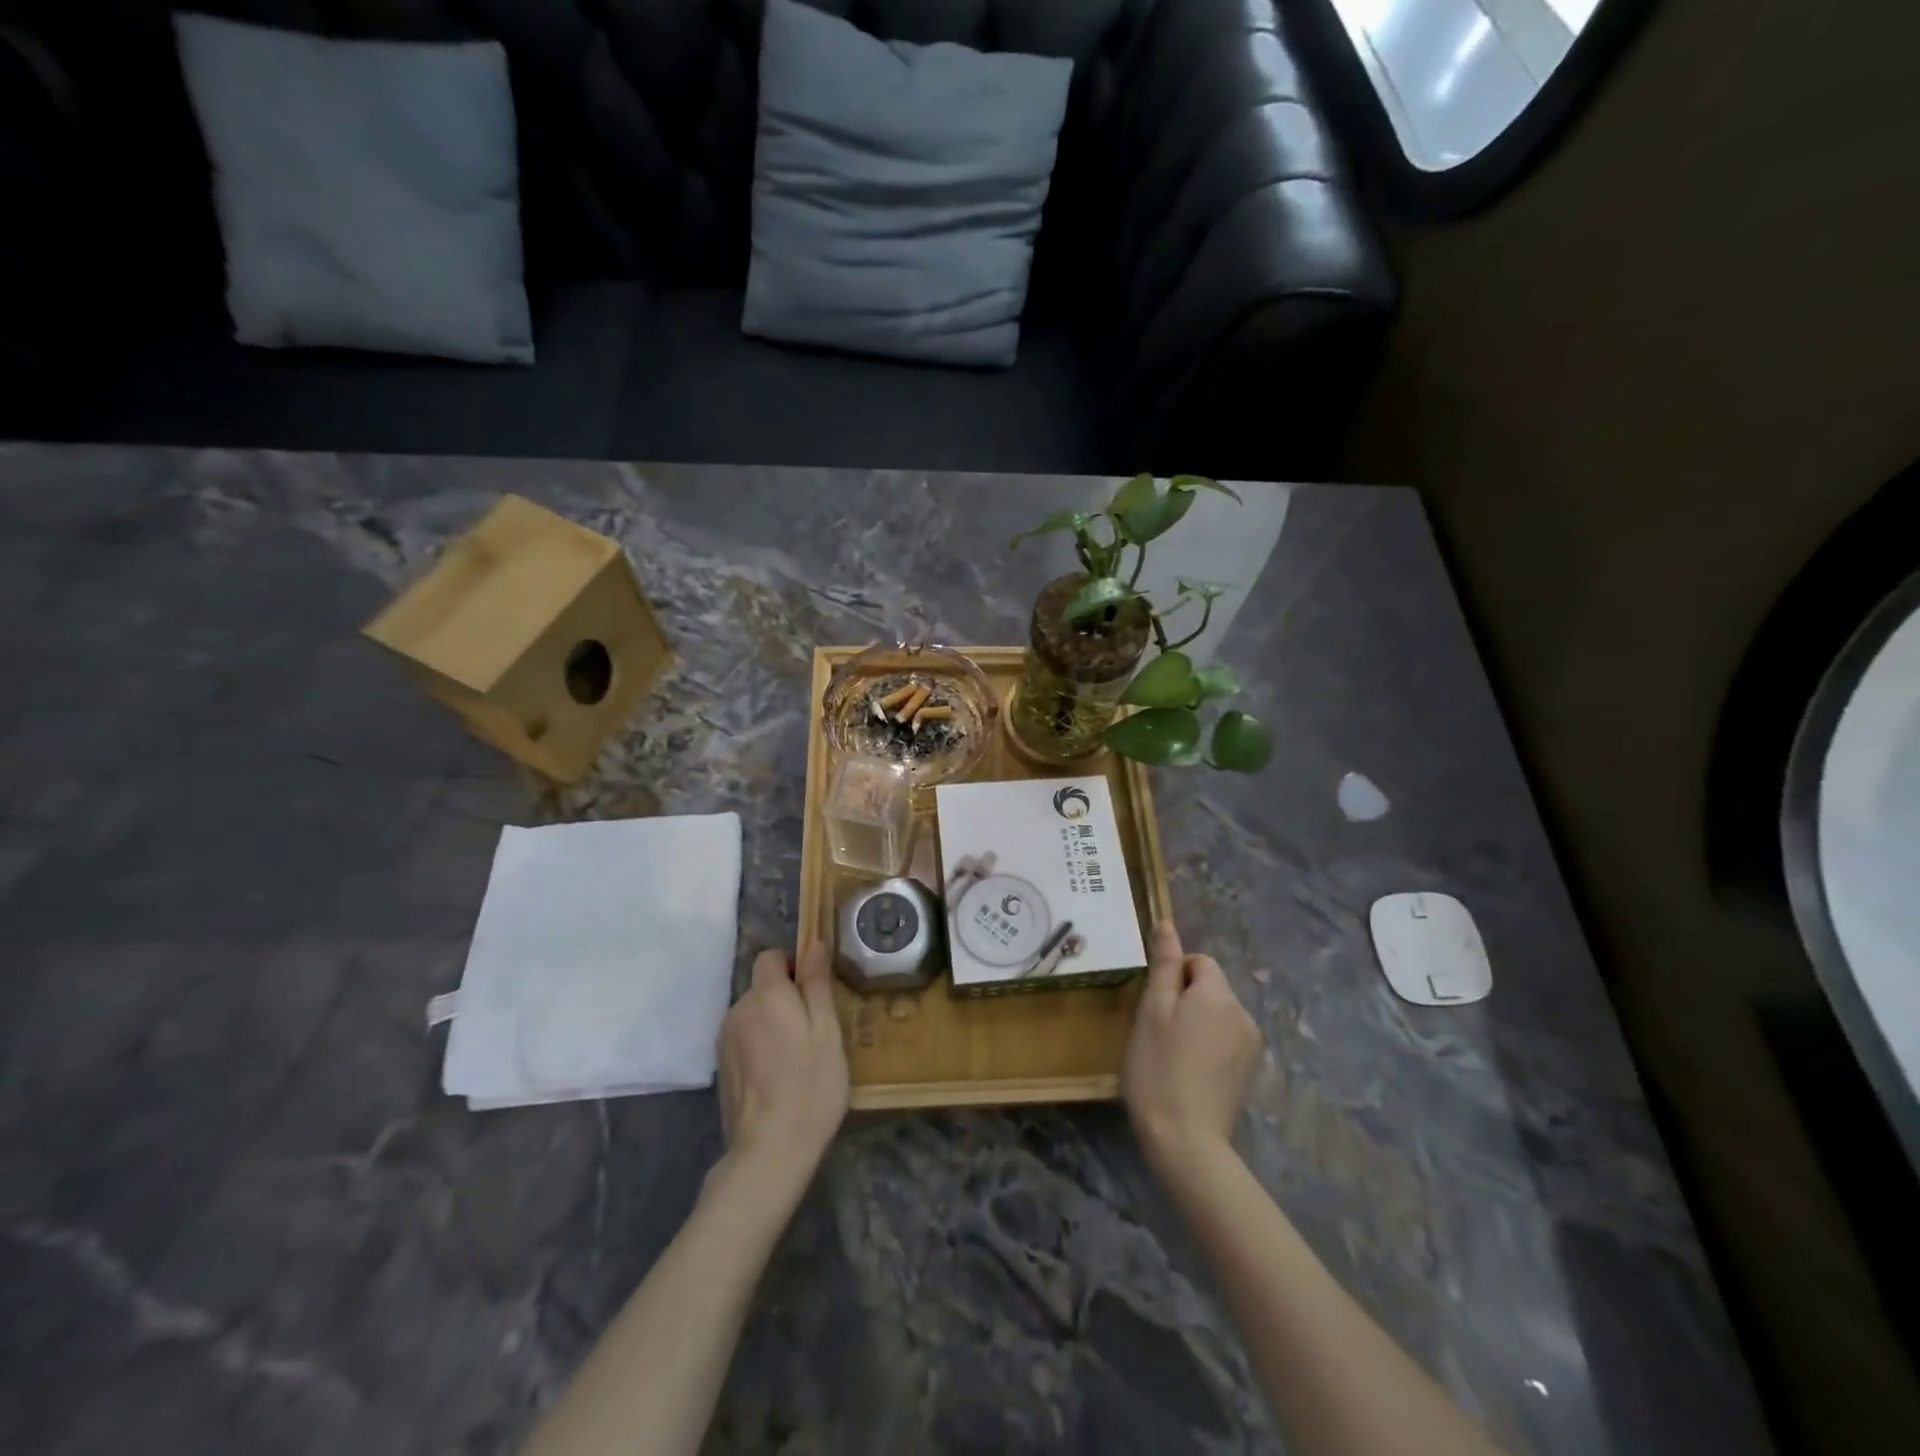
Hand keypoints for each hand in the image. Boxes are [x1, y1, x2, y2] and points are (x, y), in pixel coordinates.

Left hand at [716, 943, 848, 1190]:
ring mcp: (725, 1039)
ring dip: (773, 1022)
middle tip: (815, 1030)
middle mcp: (738, 1009)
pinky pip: (745, 1037)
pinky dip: (761, 1044)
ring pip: (753, 1014)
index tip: (815, 991)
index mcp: (766, 995)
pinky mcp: (721, 1066)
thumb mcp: (827, 1031)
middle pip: (762, 987)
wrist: (770, 1150)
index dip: (793, 965)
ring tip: (798, 1057)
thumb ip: (817, 984)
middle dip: (786, 997)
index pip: (771, 957)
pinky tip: (778, 1075)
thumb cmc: (810, 1085)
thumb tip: (814, 943)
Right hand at [1122, 921, 1262, 1173]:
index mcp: (1217, 994)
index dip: (1174, 975)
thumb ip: (1164, 964)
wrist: (1186, 1139)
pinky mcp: (1249, 1071)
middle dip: (1185, 998)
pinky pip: (1226, 1039)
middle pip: (1211, 987)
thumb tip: (1166, 923)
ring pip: (1218, 1014)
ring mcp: (1251, 1044)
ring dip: (1197, 1022)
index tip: (1154, 1005)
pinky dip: (1208, 1045)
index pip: (1199, 961)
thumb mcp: (1152, 1009)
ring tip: (1172, 1053)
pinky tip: (1190, 1071)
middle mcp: (1243, 1012)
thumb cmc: (1158, 1067)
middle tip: (1158, 1030)